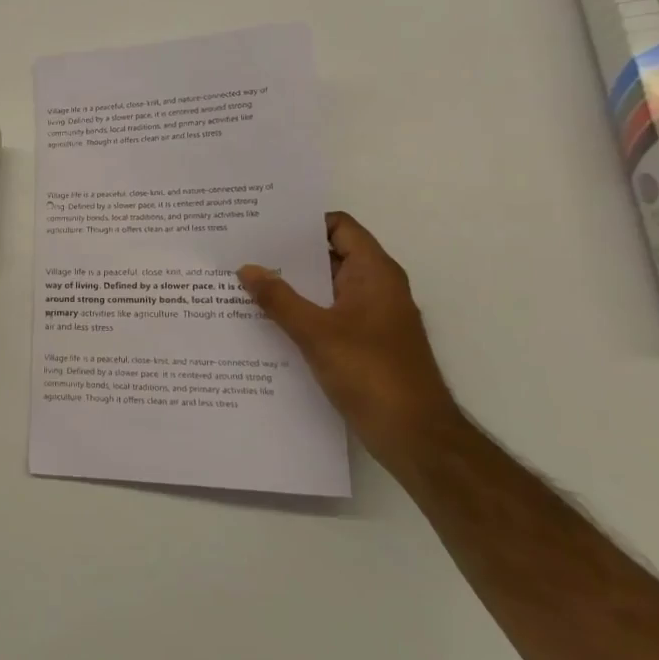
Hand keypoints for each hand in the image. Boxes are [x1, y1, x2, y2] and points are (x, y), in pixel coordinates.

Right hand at [239, 212, 461, 477]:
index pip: (339, 227)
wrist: (416, 437)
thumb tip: (247, 268)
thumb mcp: (316, 333)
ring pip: (325, 289)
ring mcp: (371, 318)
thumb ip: (279, 299)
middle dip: (288, 254)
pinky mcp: (363, 344)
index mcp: (374, 274)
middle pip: (328, 256)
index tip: (263, 224)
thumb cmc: (371, 374)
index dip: (303, 222)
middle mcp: (376, 288)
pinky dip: (300, 313)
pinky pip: (326, 315)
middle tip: (242, 250)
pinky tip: (265, 322)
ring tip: (244, 283)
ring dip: (291, 286)